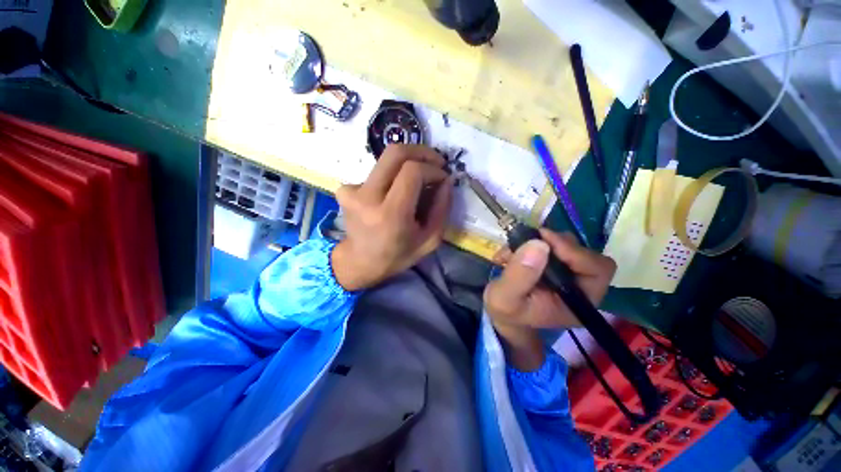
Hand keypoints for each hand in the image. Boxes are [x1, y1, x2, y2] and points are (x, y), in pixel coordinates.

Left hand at [331, 144, 453, 290]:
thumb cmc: (398, 255)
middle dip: (421, 152)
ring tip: (418, 180)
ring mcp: (352, 191)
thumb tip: (446, 179)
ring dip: (408, 164)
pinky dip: (392, 176)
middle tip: (436, 162)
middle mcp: (367, 198)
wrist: (360, 262)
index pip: (412, 171)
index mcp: (391, 215)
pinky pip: (377, 172)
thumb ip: (442, 208)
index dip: (432, 168)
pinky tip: (394, 192)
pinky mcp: (345, 189)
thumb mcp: (430, 239)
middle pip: (396, 153)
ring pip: (387, 160)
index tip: (443, 177)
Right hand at [484, 229, 615, 369]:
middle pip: (584, 252)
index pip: (597, 269)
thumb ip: (519, 275)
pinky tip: (510, 253)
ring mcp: (568, 273)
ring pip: (565, 243)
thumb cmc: (506, 311)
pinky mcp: (555, 264)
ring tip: (511, 252)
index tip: (544, 241)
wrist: (501, 313)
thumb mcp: (504, 298)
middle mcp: (580, 286)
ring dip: (537, 242)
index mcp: (578, 302)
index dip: (574, 252)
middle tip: (527, 240)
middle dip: (553, 243)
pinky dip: (529, 242)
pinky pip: (549, 243)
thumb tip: (539, 244)